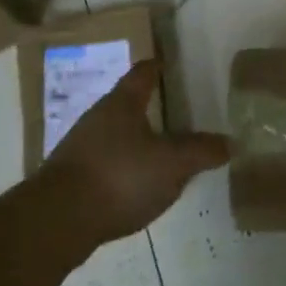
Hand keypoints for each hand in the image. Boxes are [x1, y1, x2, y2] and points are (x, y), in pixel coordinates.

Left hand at [39, 60, 229, 244]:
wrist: (57, 220)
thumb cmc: (120, 176)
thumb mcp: (172, 163)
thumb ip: (201, 151)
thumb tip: (229, 143)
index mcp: (122, 104)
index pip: (141, 74)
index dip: (156, 67)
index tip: (166, 64)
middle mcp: (97, 118)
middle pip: (125, 104)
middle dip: (147, 107)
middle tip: (173, 113)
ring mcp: (79, 149)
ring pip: (113, 135)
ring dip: (134, 140)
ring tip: (158, 152)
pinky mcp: (70, 179)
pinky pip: (104, 164)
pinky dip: (121, 169)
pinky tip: (135, 186)